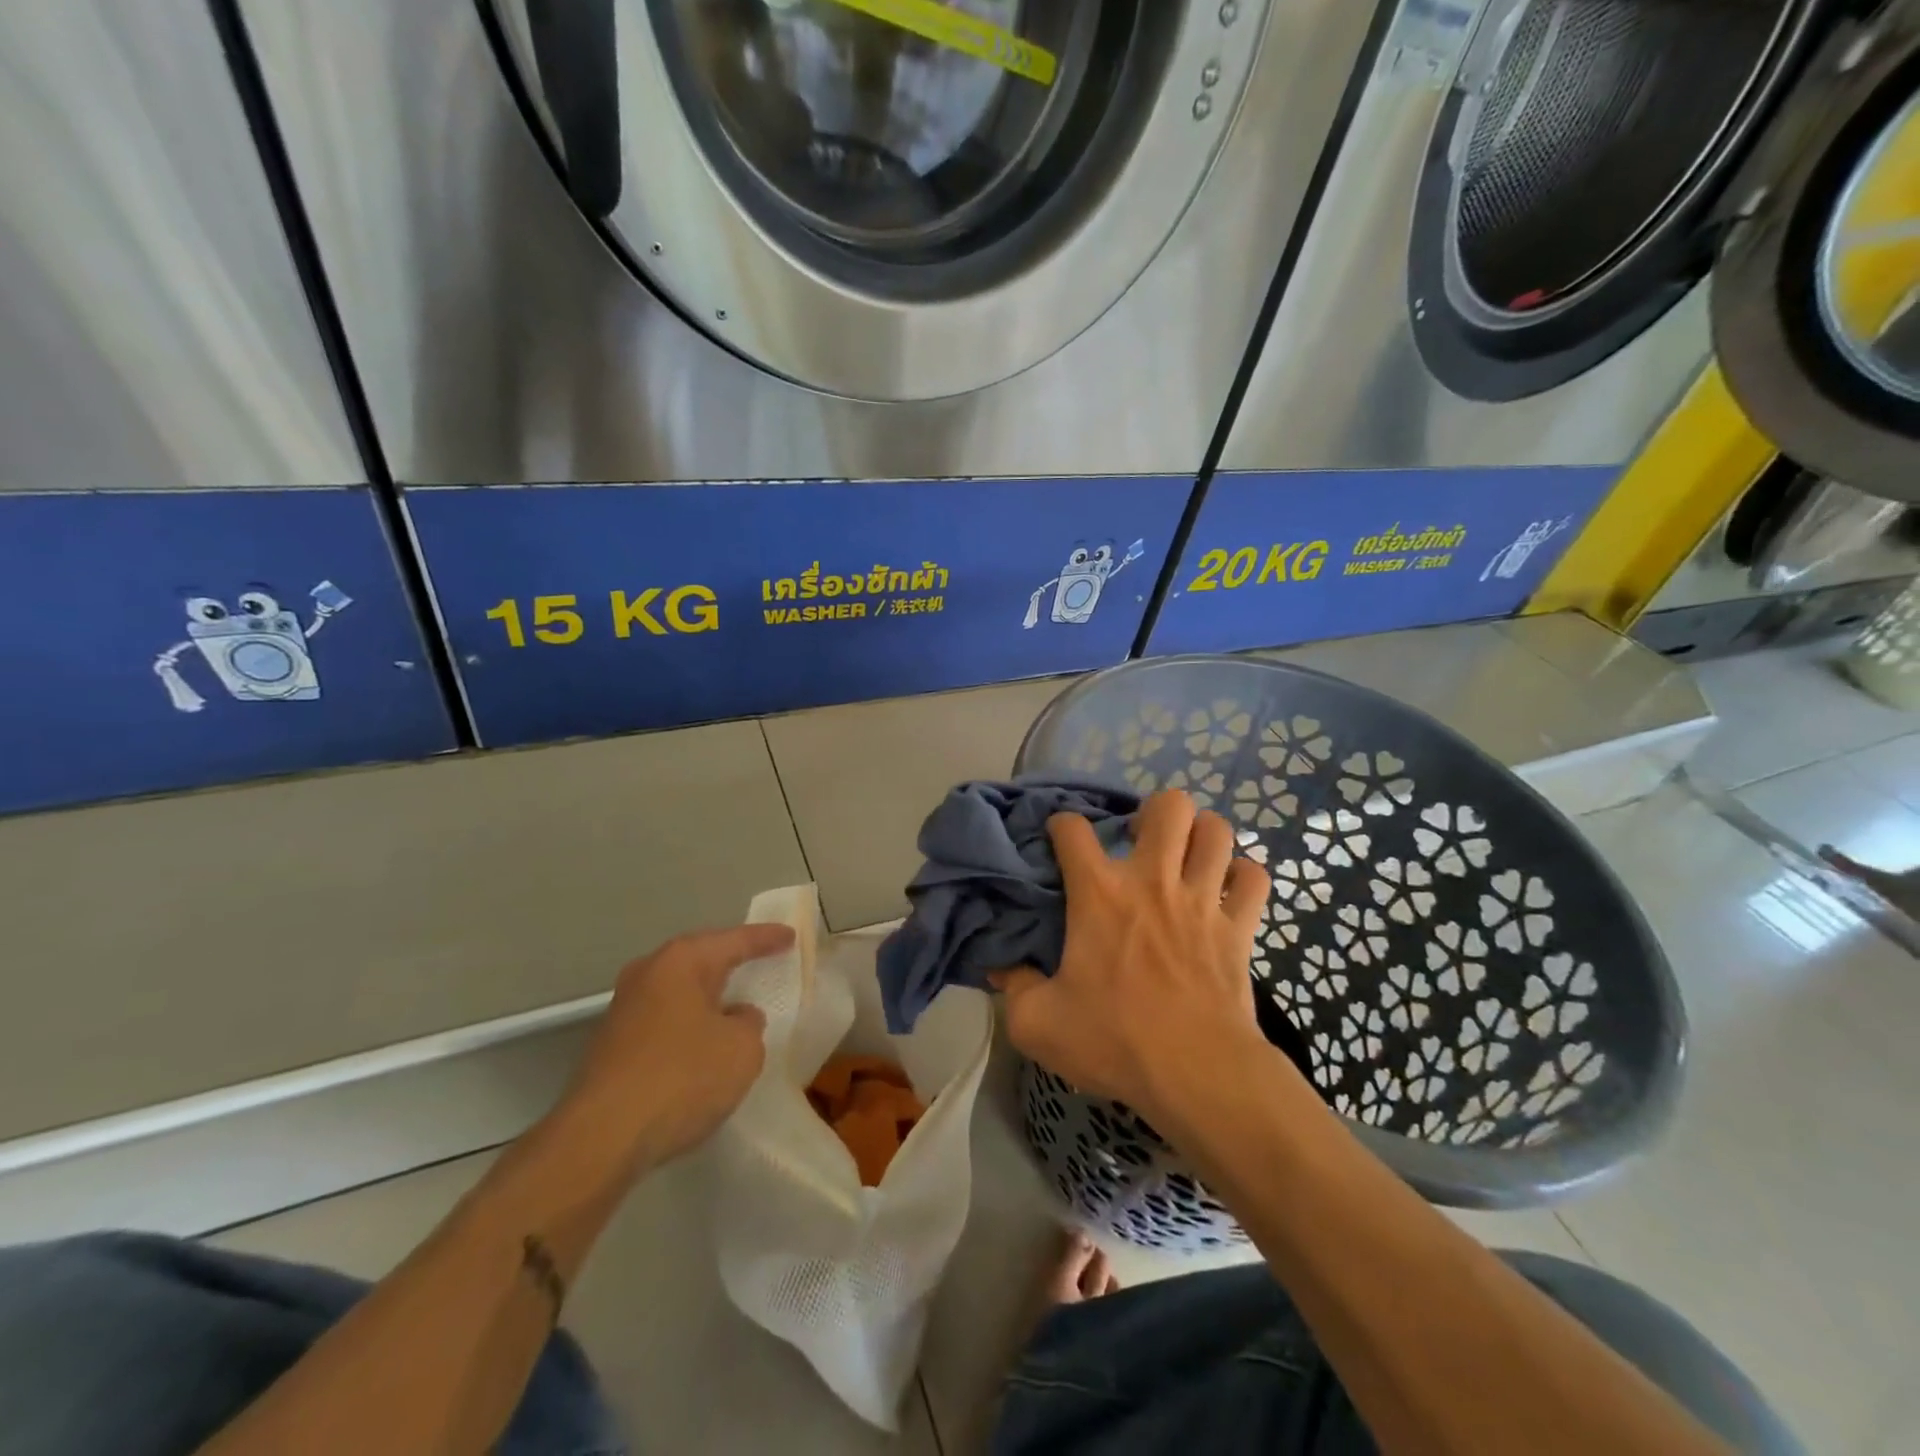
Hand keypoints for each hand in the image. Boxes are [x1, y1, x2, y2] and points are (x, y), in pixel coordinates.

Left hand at [562, 923, 793, 1171]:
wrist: (600, 1139)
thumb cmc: (682, 1078)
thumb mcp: (742, 1049)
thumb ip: (749, 1024)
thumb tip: (735, 1018)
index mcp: (681, 961)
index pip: (735, 941)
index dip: (766, 939)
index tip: (791, 936)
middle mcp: (648, 974)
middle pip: (700, 960)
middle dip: (730, 962)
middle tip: (761, 961)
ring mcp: (624, 1010)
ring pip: (679, 993)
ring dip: (707, 999)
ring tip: (736, 1006)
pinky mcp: (611, 1046)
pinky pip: (665, 1022)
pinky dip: (688, 1027)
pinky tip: (703, 1047)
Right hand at [993, 791, 1271, 1122]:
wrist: (1196, 1074)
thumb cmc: (1114, 1041)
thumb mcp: (1037, 1023)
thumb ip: (1013, 987)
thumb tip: (999, 967)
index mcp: (1099, 894)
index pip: (1073, 828)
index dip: (1061, 824)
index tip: (1059, 840)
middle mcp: (1153, 880)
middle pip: (1168, 806)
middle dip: (1153, 813)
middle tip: (1140, 843)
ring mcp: (1203, 899)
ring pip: (1216, 830)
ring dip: (1200, 834)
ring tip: (1185, 855)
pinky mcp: (1240, 927)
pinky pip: (1255, 877)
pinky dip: (1242, 876)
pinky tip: (1227, 891)